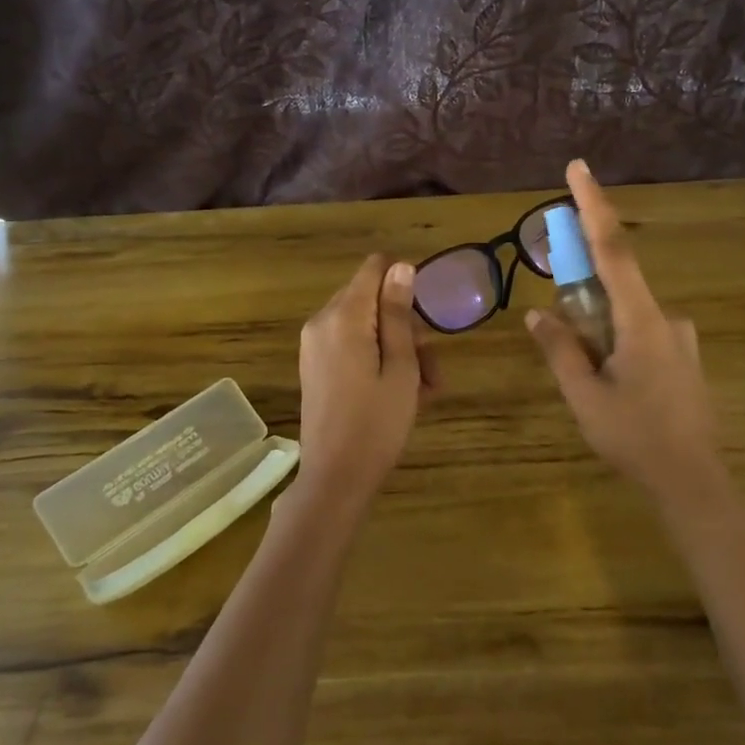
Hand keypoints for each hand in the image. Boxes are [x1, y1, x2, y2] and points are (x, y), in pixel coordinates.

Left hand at [297, 254, 439, 503]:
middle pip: (371, 297)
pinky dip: (377, 358)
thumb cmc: (376, 423)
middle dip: (405, 322)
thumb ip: (398, 314)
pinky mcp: (315, 365)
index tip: (425, 317)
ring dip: (397, 345)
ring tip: (424, 388)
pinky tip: (400, 391)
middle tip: (430, 365)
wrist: (335, 478)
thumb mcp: (400, 367)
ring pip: (365, 324)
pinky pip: (351, 344)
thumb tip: (401, 266)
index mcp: (343, 316)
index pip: (374, 268)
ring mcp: (314, 344)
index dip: (404, 281)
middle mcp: (322, 321)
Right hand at [526, 160, 723, 503]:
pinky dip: (616, 342)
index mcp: (641, 320)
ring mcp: (680, 339)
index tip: (578, 168)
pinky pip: (641, 334)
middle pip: (616, 283)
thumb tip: (538, 314)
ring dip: (598, 328)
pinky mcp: (684, 358)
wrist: (695, 483)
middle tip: (563, 328)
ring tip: (590, 379)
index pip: (613, 249)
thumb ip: (560, 350)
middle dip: (583, 292)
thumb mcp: (585, 396)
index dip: (594, 206)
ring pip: (626, 315)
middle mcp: (666, 318)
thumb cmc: (635, 438)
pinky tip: (613, 385)